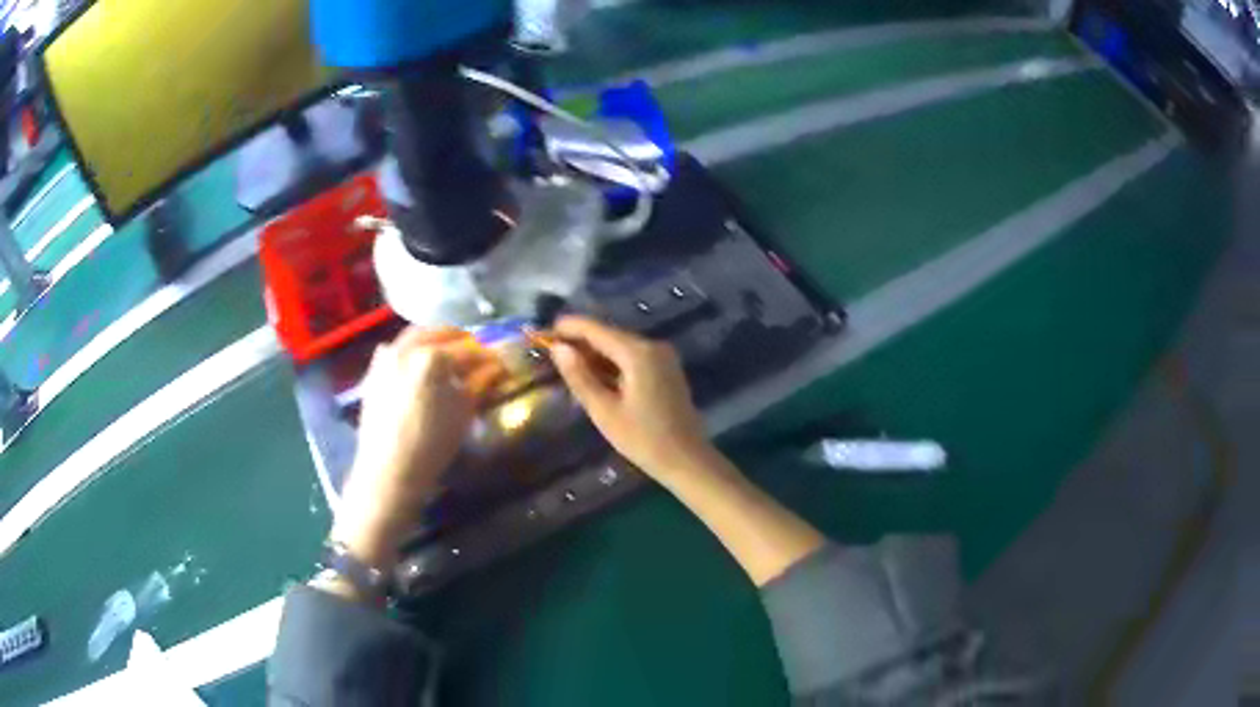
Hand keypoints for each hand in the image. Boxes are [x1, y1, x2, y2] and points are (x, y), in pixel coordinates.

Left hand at [332, 327, 504, 566]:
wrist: (389, 469)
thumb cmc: (432, 444)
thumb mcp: (463, 412)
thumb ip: (479, 382)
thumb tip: (494, 366)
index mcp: (433, 357)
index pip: (470, 349)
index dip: (489, 355)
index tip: (501, 361)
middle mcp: (407, 348)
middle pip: (440, 333)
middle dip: (460, 340)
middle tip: (475, 353)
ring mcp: (386, 358)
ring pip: (415, 337)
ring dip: (434, 340)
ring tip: (447, 355)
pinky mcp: (373, 372)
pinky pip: (395, 350)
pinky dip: (411, 350)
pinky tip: (417, 365)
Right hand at [549, 316, 714, 482]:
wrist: (687, 460)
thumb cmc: (643, 439)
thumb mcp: (604, 411)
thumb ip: (579, 376)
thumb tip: (558, 348)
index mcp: (638, 353)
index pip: (596, 329)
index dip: (568, 327)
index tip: (543, 331)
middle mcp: (652, 345)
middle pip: (609, 335)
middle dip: (580, 341)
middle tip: (550, 352)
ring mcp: (663, 356)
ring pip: (620, 346)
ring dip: (595, 353)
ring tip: (566, 365)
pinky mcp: (666, 369)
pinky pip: (632, 357)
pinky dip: (611, 363)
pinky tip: (594, 376)